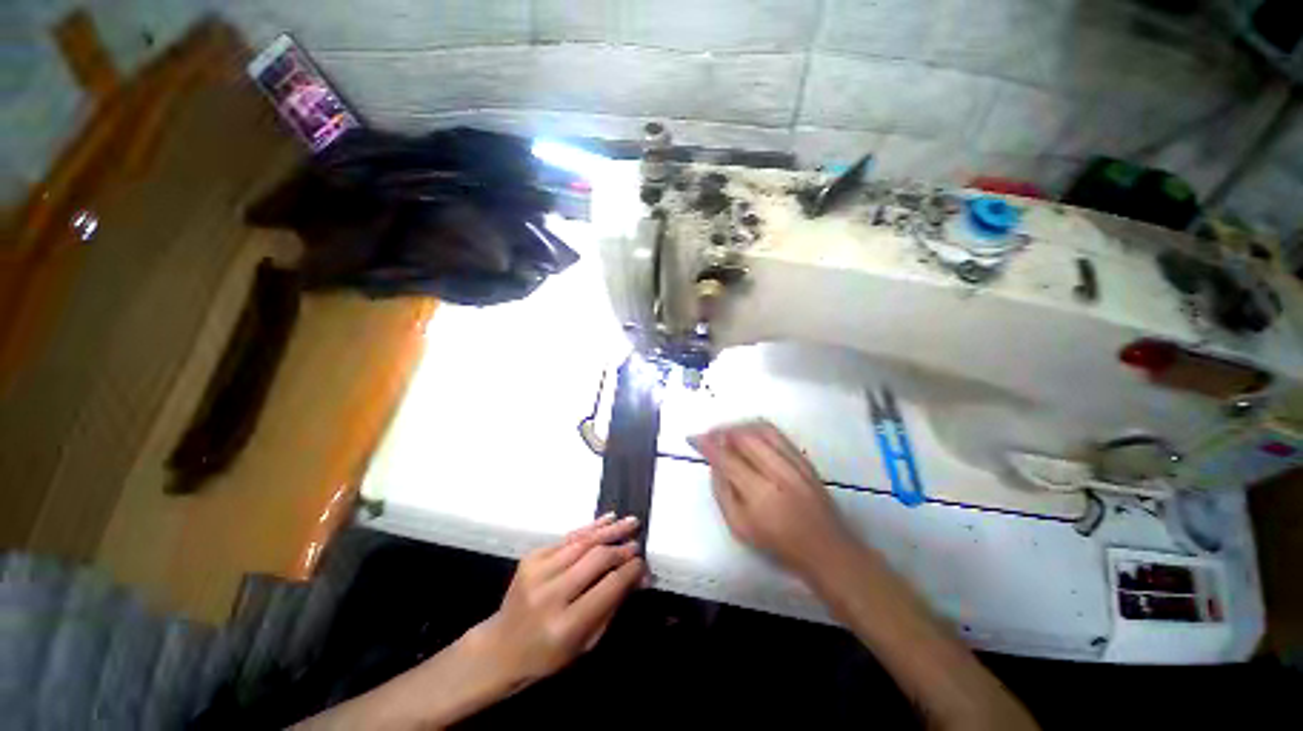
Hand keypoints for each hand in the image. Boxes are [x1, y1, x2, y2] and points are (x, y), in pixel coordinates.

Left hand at [473, 514, 644, 688]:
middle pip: (596, 559)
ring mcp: (537, 572)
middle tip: (637, 543)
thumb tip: (639, 577)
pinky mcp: (531, 557)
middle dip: (621, 549)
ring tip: (630, 522)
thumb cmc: (548, 654)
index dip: (630, 571)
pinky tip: (607, 520)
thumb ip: (612, 607)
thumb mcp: (585, 643)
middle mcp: (549, 595)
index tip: (643, 565)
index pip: (608, 587)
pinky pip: (568, 537)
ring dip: (609, 530)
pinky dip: (590, 528)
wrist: (502, 647)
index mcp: (565, 625)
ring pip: (583, 542)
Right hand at [693, 421, 850, 576]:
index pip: (726, 458)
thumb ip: (722, 492)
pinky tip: (748, 434)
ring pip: (760, 429)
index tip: (693, 438)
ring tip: (726, 433)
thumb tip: (714, 464)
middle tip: (709, 435)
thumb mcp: (740, 527)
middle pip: (744, 437)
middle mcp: (778, 472)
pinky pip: (776, 433)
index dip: (707, 444)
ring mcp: (794, 462)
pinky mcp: (804, 459)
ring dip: (738, 426)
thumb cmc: (779, 544)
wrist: (826, 548)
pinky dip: (756, 427)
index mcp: (759, 493)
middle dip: (721, 430)